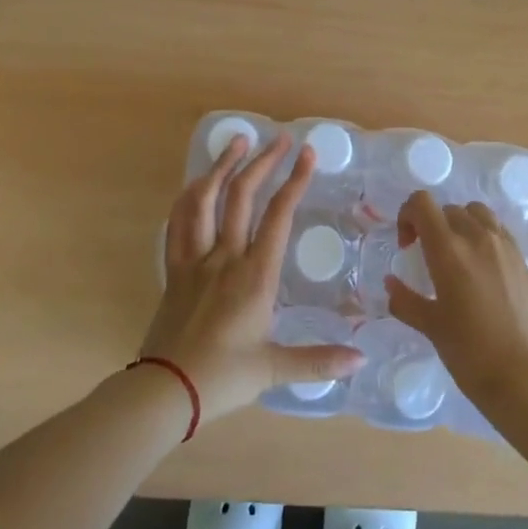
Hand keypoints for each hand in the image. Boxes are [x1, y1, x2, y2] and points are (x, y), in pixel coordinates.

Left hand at [139, 132, 364, 417]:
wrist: (165, 390)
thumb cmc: (223, 378)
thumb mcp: (274, 369)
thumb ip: (319, 361)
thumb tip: (362, 359)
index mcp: (255, 275)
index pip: (278, 216)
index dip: (295, 181)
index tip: (307, 154)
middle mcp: (225, 257)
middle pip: (242, 196)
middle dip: (264, 162)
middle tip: (280, 138)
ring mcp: (195, 259)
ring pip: (205, 200)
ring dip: (221, 166)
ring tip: (237, 141)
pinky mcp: (174, 269)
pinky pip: (178, 222)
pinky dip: (188, 196)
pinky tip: (197, 183)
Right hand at [386, 192, 527, 410]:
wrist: (525, 377)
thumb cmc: (470, 353)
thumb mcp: (431, 326)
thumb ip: (405, 300)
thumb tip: (390, 283)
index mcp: (449, 249)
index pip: (422, 203)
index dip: (407, 215)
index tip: (406, 245)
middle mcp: (478, 237)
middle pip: (448, 209)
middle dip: (432, 225)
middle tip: (427, 256)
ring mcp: (505, 246)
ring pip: (477, 213)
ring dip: (461, 224)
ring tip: (457, 255)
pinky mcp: (523, 259)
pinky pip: (499, 231)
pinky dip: (484, 236)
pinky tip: (482, 269)